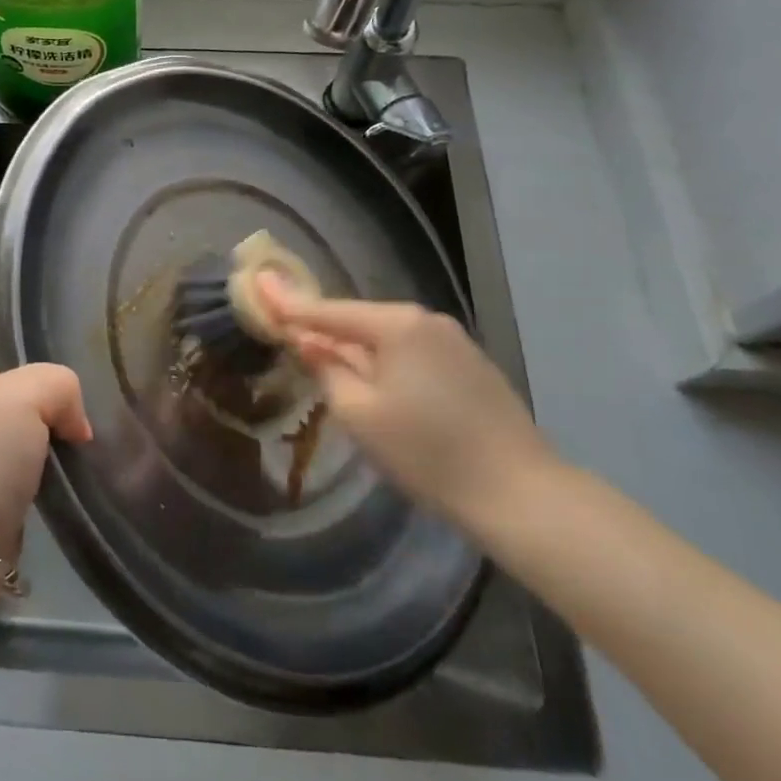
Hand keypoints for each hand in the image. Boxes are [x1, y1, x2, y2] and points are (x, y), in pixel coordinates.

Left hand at [0, 284, 91, 588]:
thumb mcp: (21, 397)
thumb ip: (60, 383)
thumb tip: (74, 421)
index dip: (14, 277)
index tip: (55, 266)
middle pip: (18, 343)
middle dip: (55, 338)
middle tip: (102, 328)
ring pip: (36, 389)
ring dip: (64, 392)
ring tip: (107, 375)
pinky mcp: (4, 461)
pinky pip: (41, 430)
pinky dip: (64, 428)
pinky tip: (94, 427)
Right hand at [257, 277, 553, 525]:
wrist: (521, 494)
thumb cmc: (427, 453)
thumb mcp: (359, 414)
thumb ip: (326, 369)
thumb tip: (307, 341)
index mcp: (396, 324)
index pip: (329, 310)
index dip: (290, 304)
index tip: (259, 285)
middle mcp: (426, 320)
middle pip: (360, 321)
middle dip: (326, 331)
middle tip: (290, 337)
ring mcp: (455, 341)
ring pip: (388, 339)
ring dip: (357, 351)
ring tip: (330, 368)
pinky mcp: (472, 366)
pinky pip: (413, 354)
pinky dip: (387, 363)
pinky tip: (380, 386)